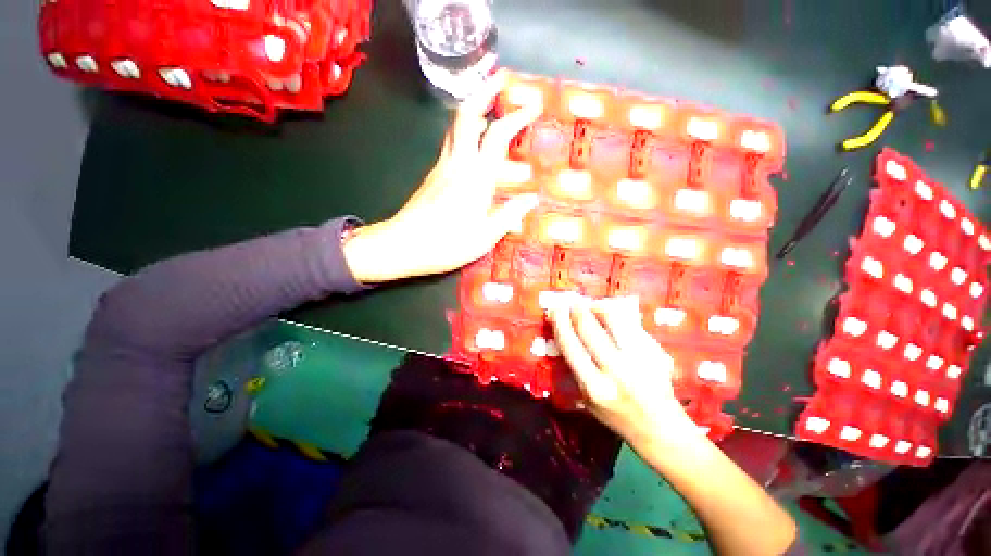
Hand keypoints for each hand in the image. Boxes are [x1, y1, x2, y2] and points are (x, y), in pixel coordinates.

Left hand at [342, 70, 541, 282]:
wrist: (404, 245)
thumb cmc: (448, 244)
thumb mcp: (486, 236)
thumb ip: (510, 214)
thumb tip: (532, 198)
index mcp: (476, 178)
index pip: (497, 135)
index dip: (516, 117)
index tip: (533, 106)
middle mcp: (458, 163)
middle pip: (467, 115)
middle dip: (485, 91)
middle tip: (501, 79)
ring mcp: (441, 166)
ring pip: (455, 125)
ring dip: (472, 106)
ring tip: (489, 102)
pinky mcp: (433, 174)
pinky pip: (450, 141)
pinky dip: (464, 129)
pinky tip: (473, 137)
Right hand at [549, 296, 696, 447]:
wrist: (661, 430)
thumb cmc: (616, 417)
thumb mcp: (587, 400)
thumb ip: (576, 369)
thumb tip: (564, 334)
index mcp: (594, 387)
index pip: (570, 346)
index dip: (560, 323)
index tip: (555, 310)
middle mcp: (616, 373)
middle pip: (590, 329)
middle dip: (577, 310)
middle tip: (573, 302)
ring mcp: (640, 362)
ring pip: (615, 321)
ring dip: (599, 307)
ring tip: (593, 305)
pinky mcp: (658, 354)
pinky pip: (632, 326)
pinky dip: (619, 316)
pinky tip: (613, 315)